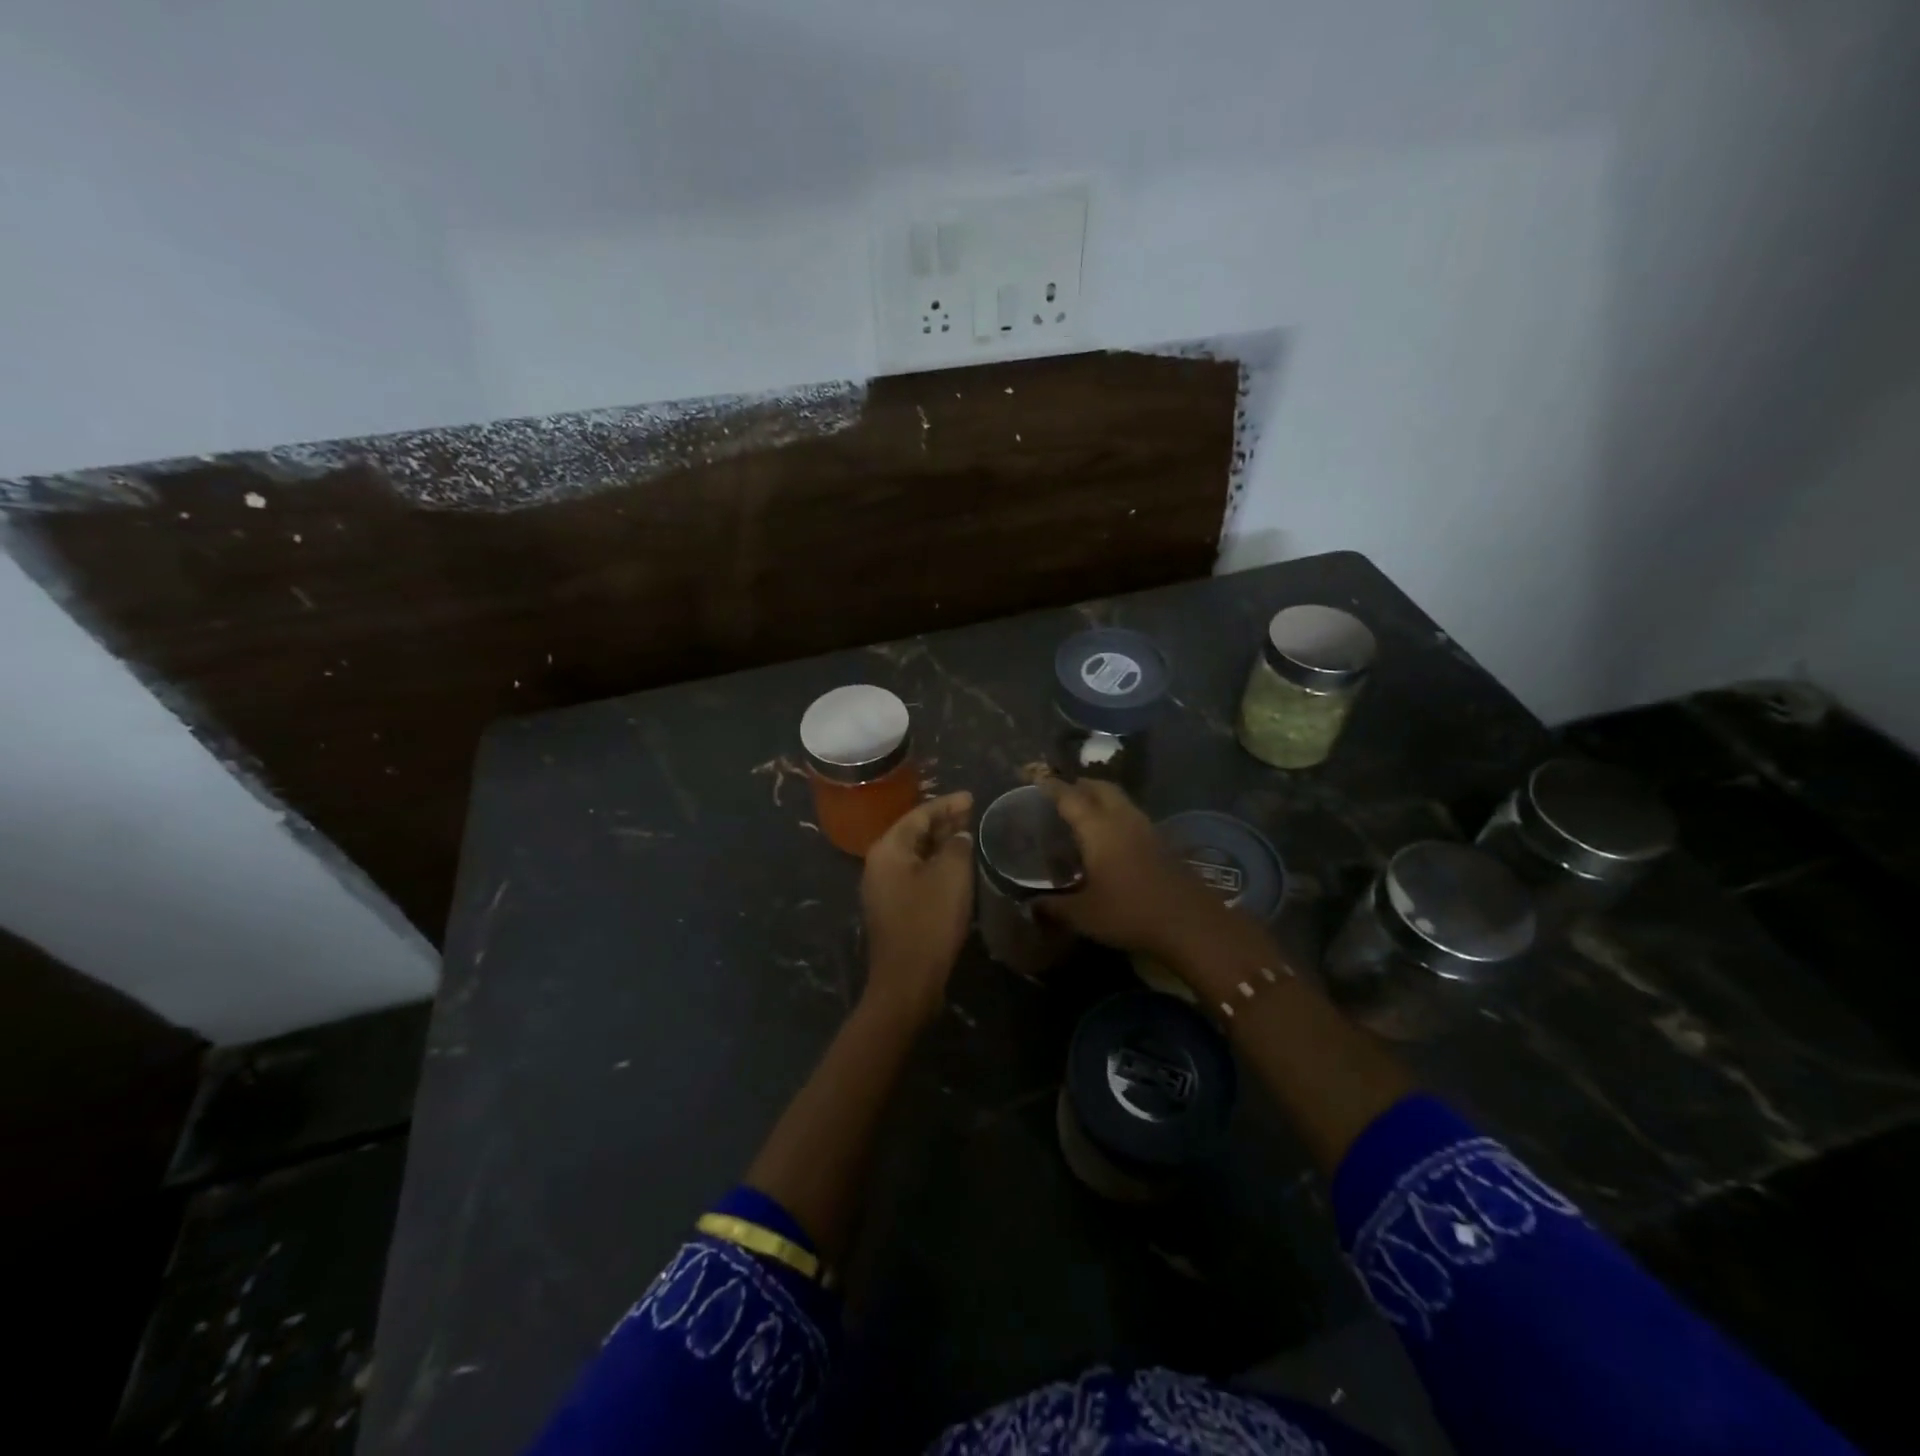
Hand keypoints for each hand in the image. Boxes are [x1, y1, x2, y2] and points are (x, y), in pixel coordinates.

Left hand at [860, 791, 975, 1024]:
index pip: (919, 815)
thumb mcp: (951, 876)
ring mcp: (882, 888)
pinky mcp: (892, 908)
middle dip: (942, 821)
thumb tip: (958, 835)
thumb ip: (956, 845)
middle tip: (971, 812)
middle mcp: (878, 863)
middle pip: (913, 832)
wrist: (907, 980)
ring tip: (966, 834)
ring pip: (914, 854)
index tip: (971, 797)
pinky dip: (934, 864)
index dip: (947, 804)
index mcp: (888, 849)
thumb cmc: (929, 921)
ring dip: (939, 843)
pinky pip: (914, 874)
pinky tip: (954, 867)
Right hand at [1037, 778, 1225, 956]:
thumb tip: (1030, 906)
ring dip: (1101, 798)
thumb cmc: (1130, 912)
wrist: (1190, 922)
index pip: (1069, 796)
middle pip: (1100, 787)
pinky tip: (1110, 838)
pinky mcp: (1162, 843)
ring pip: (1120, 800)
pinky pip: (1132, 817)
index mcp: (1098, 828)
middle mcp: (1122, 819)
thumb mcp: (1083, 915)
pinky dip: (1116, 816)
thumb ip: (1053, 907)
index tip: (1034, 777)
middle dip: (1080, 784)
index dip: (1050, 786)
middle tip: (1061, 792)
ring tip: (1084, 812)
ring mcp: (1146, 829)